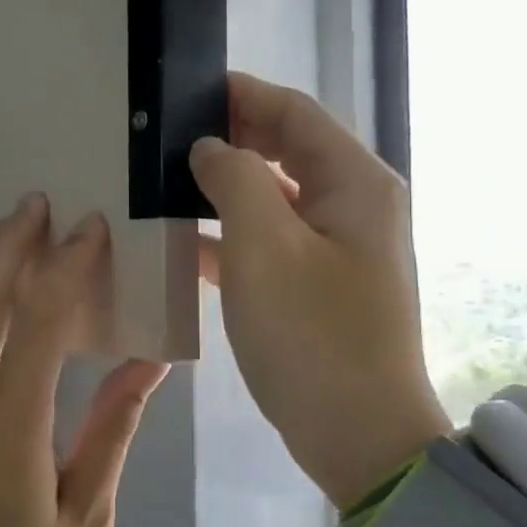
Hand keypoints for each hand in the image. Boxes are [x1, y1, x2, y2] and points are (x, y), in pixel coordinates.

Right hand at [190, 73, 449, 510]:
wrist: (359, 436)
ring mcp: (339, 246)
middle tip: (166, 135)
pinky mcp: (319, 282)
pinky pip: (272, 238)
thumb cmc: (312, 335)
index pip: (295, 112)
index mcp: (355, 182)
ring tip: (166, 180)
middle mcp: (355, 203)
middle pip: (288, 148)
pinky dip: (233, 232)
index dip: (242, 94)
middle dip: (231, 137)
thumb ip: (233, 180)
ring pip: (276, 194)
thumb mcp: (262, 247)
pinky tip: (185, 241)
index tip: (185, 90)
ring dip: (227, 185)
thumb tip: (210, 148)